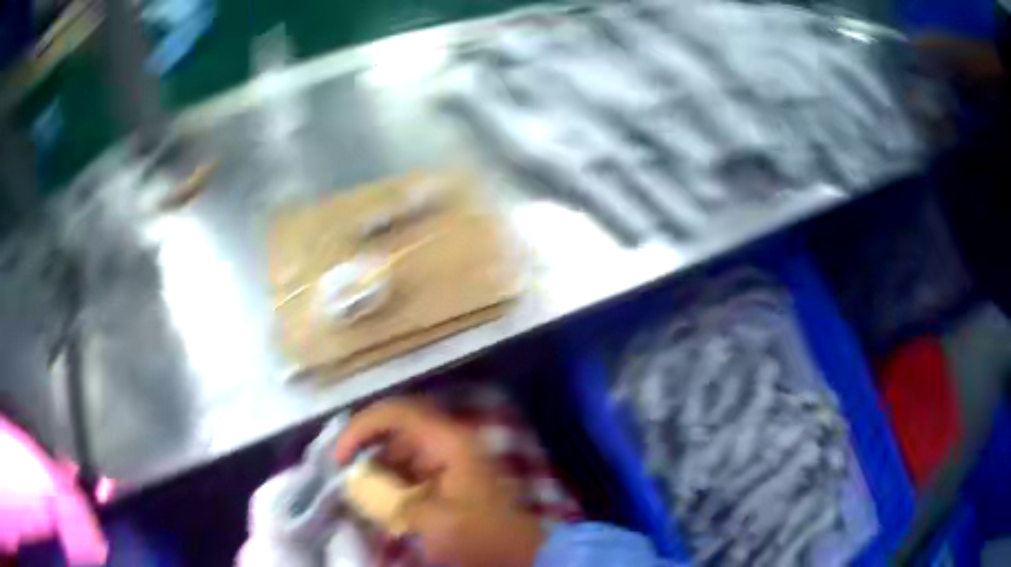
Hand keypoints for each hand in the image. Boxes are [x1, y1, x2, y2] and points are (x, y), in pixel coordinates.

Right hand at [334, 397, 545, 566]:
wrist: (521, 551)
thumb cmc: (481, 534)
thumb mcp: (435, 520)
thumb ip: (393, 499)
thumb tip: (362, 488)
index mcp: (449, 442)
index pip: (397, 413)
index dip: (362, 427)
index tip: (341, 456)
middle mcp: (449, 442)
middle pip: (396, 431)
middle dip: (367, 451)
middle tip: (346, 477)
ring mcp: (450, 459)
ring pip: (401, 451)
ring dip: (378, 469)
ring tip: (361, 495)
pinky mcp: (449, 478)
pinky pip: (411, 470)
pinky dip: (392, 483)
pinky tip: (382, 503)